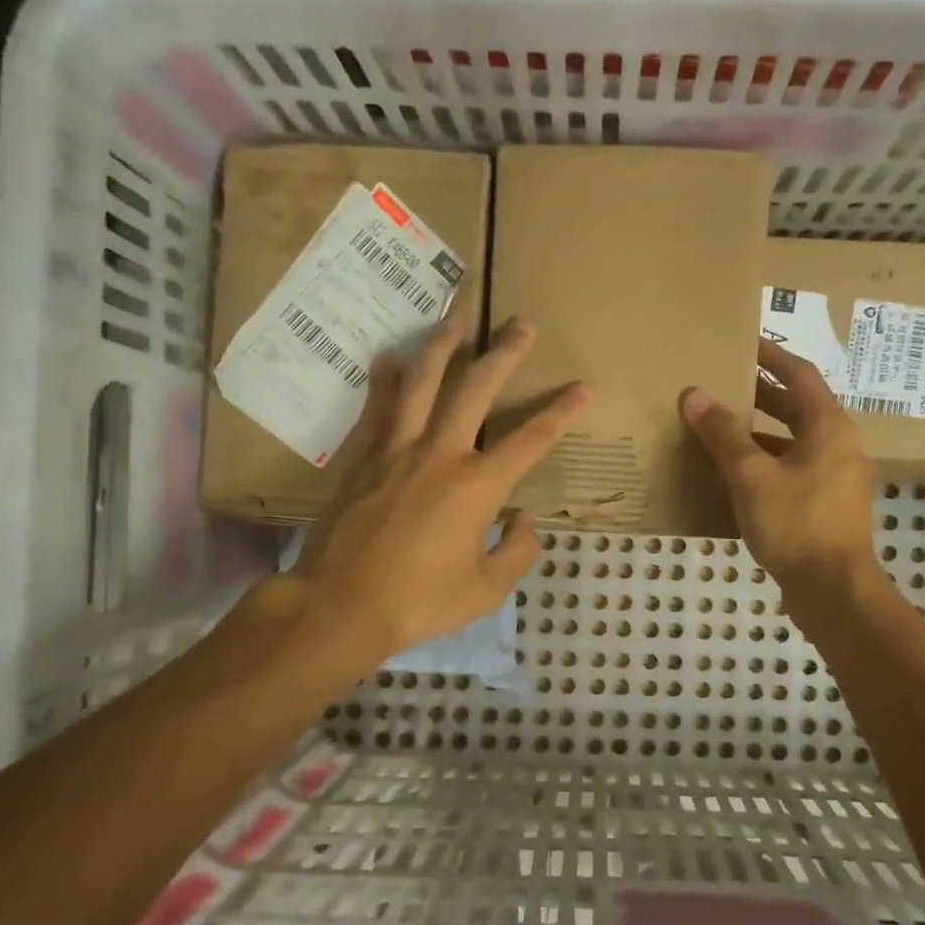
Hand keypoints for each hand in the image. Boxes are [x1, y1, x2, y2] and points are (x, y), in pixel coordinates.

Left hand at [291, 314, 591, 662]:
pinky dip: (385, 379)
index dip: (562, 411)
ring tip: (456, 318)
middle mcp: (439, 455)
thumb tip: (524, 519)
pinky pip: (377, 407)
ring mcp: (396, 450)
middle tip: (521, 323)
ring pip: (421, 382)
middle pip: (475, 389)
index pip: (531, 439)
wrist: (339, 606)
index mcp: (477, 487)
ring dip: (442, 346)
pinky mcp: (362, 458)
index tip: (585, 387)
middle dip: (504, 354)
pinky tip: (390, 357)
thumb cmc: (419, 602)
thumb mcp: (486, 590)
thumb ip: (517, 551)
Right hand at [680, 338, 878, 594]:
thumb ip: (723, 434)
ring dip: (760, 432)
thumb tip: (695, 395)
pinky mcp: (826, 506)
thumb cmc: (796, 524)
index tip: (743, 343)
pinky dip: (766, 463)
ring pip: (794, 442)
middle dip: (761, 394)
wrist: (834, 591)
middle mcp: (839, 445)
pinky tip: (734, 475)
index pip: (800, 375)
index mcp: (829, 427)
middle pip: (798, 408)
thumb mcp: (752, 476)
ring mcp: (835, 478)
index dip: (771, 356)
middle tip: (723, 383)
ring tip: (720, 428)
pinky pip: (793, 470)